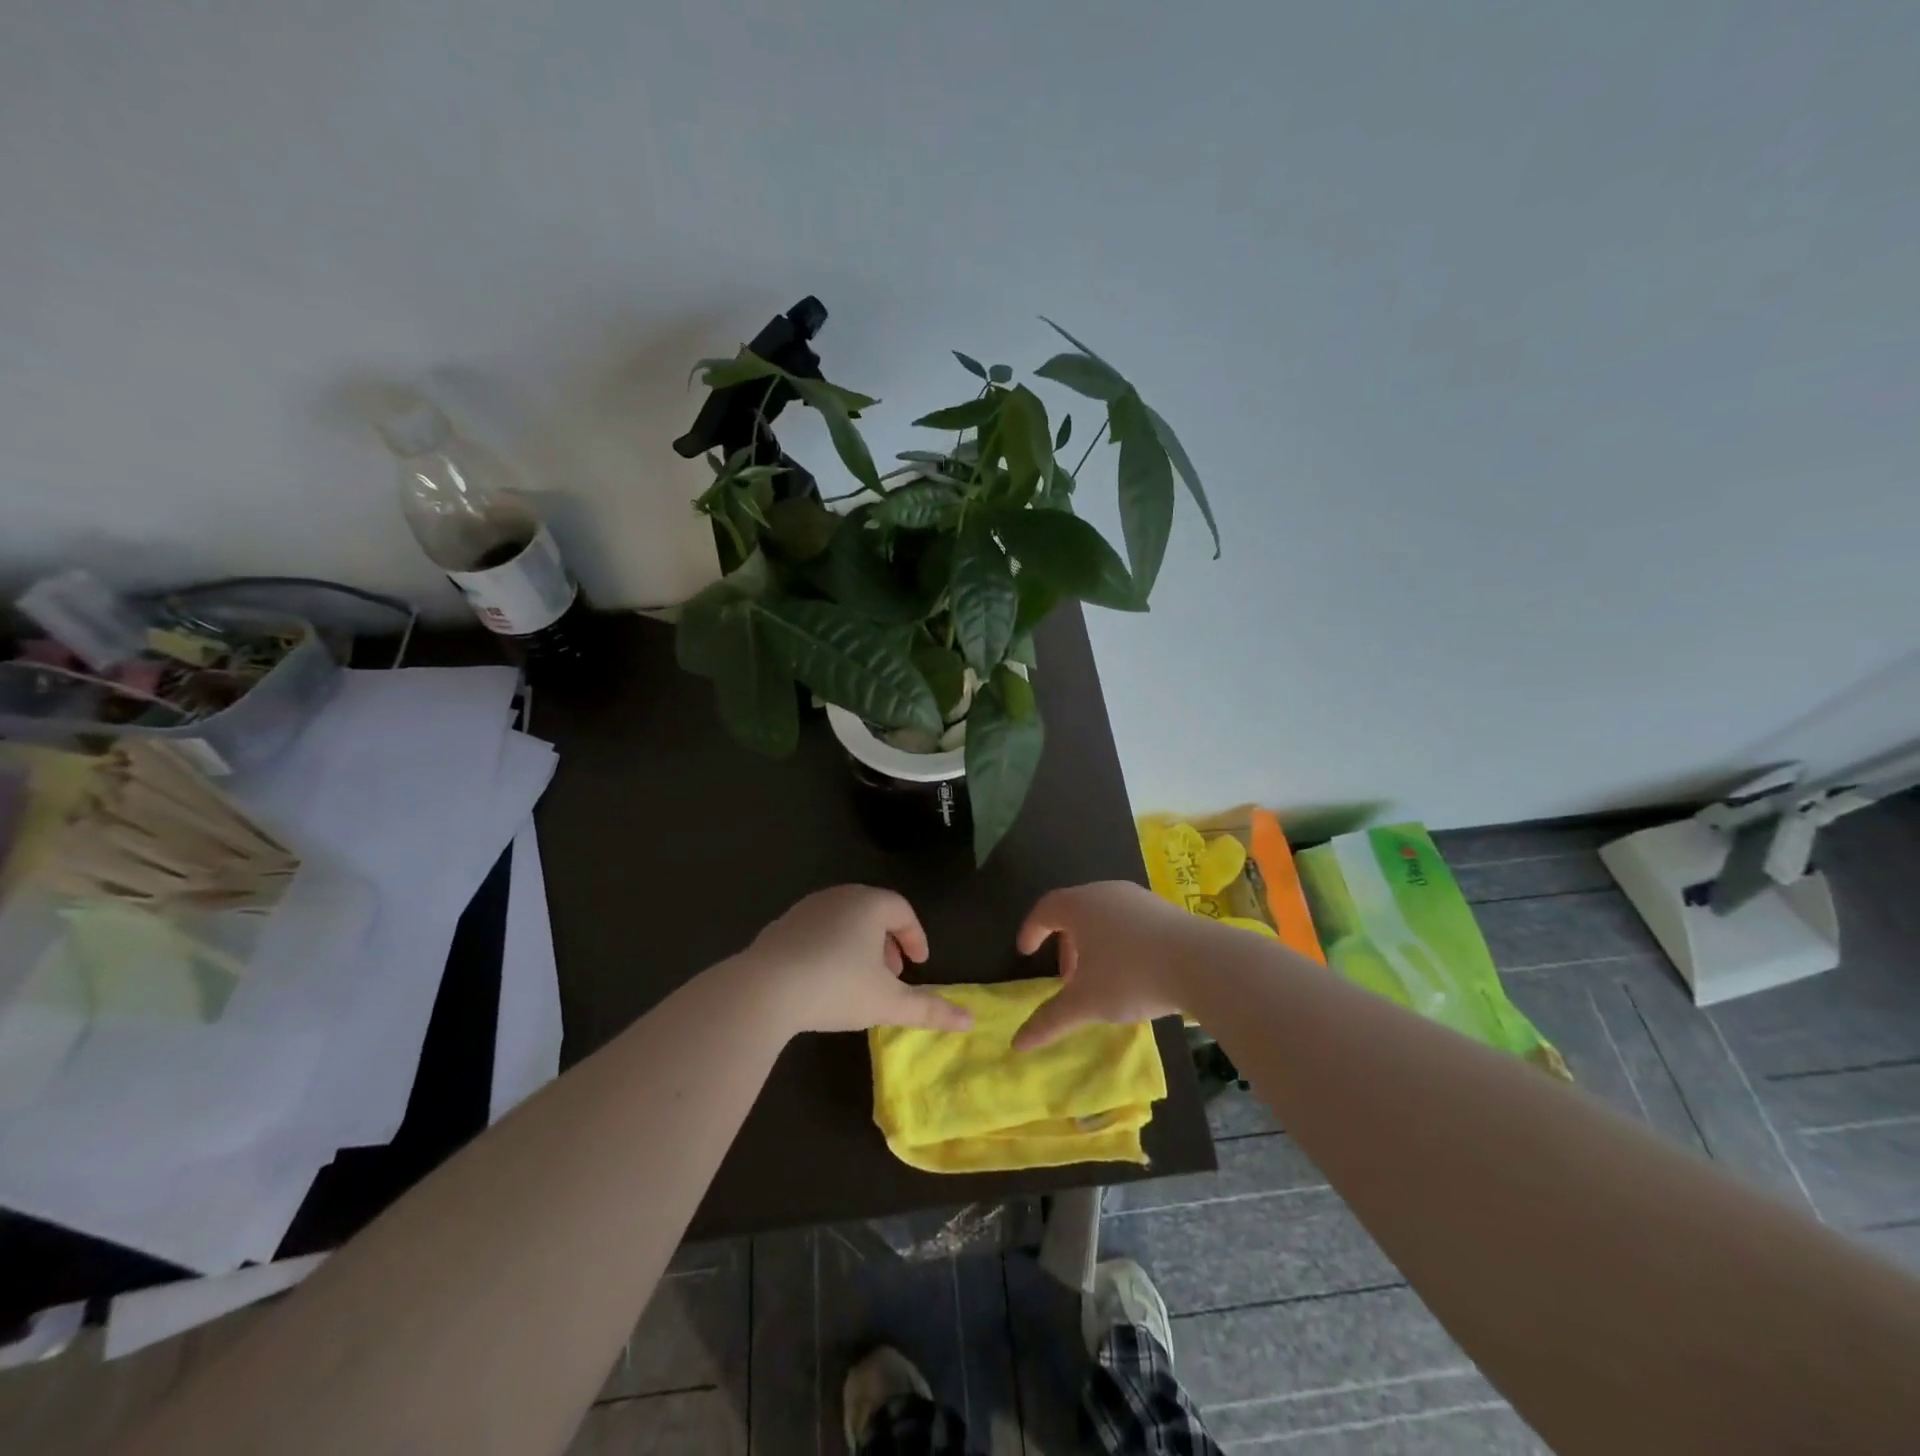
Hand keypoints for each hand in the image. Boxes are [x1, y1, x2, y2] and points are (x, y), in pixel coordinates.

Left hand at [743, 885, 971, 1035]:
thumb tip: (969, 1021)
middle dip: (888, 942)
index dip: (915, 936)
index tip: (920, 963)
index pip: (902, 910)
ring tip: (860, 979)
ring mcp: (806, 909)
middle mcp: (839, 897)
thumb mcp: (887, 1002)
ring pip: (844, 921)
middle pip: (873, 912)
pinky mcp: (781, 926)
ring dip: (859, 945)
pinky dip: (831, 948)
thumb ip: (929, 1009)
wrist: (764, 989)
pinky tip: (824, 979)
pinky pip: (818, 930)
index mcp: (869, 904)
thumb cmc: (836, 987)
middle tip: (893, 974)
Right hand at [1012, 881, 1200, 1049]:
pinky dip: (1120, 942)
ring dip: (1094, 945)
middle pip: (1075, 912)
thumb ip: (1050, 1020)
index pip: (1045, 909)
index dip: (1031, 931)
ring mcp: (1139, 898)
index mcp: (1080, 905)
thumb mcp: (1086, 1002)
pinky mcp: (1166, 910)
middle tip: (1067, 978)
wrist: (1202, 963)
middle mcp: (1106, 892)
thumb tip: (1017, 1044)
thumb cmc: (1131, 975)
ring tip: (1100, 979)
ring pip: (1105, 917)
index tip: (1026, 953)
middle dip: (1066, 944)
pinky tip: (1134, 973)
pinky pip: (1131, 922)